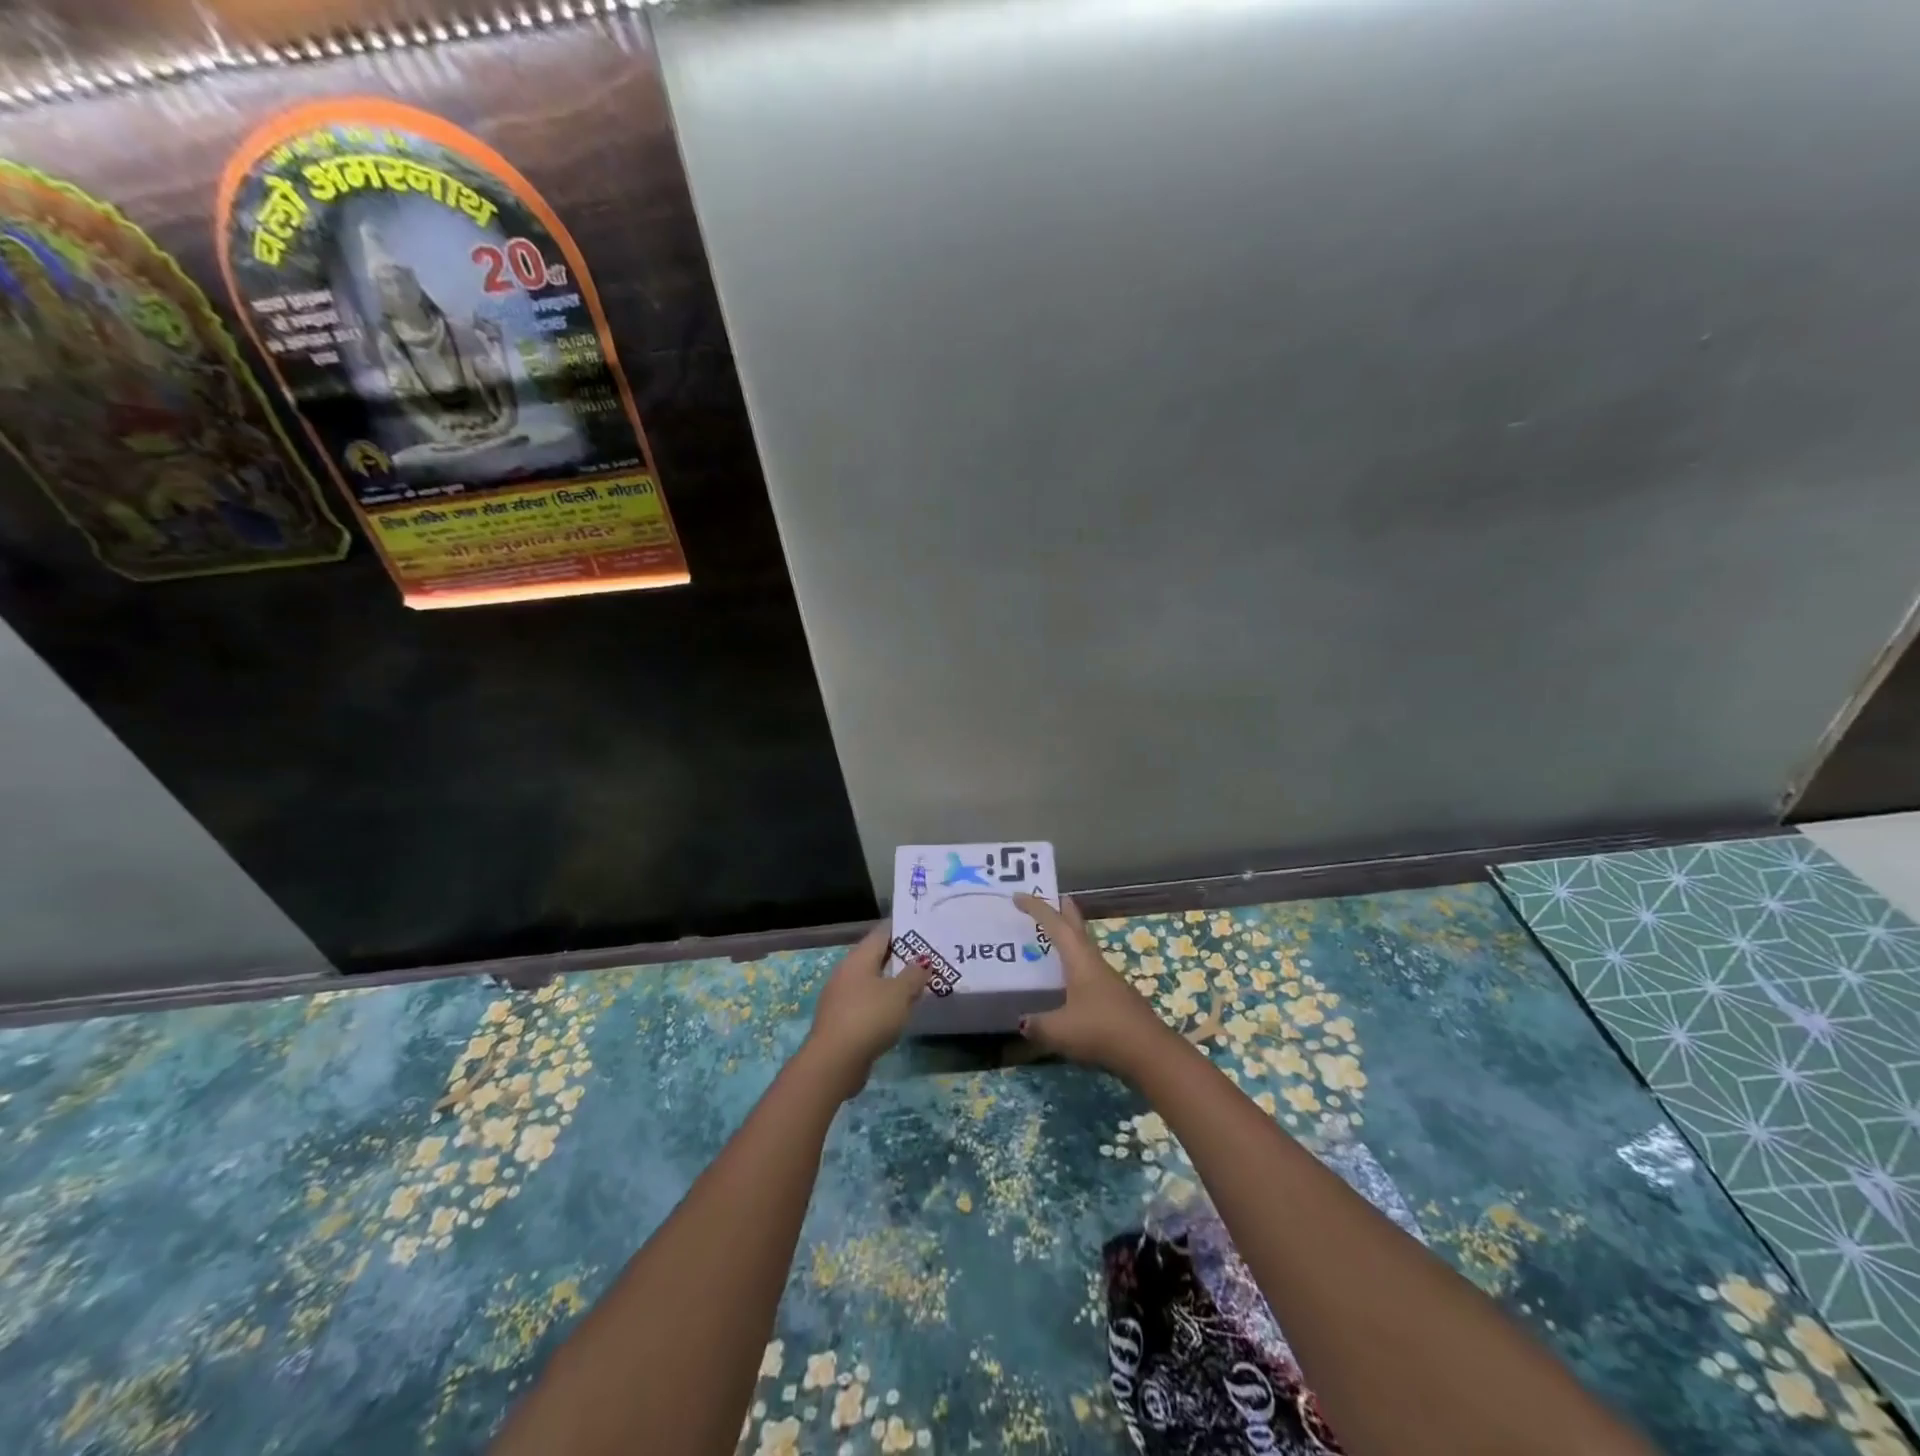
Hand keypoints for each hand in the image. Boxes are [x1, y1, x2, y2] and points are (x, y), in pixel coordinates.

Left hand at [802, 923, 930, 1098]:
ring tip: (917, 984)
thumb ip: (914, 975)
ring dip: (892, 982)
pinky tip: (898, 1011)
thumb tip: (923, 960)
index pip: (882, 933)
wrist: (834, 1061)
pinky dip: (884, 1002)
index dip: (902, 928)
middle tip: (926, 957)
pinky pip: (867, 1003)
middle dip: (900, 956)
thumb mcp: (899, 994)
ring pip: (872, 981)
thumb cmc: (869, 1017)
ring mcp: (841, 997)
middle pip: (876, 957)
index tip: (923, 928)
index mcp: (859, 958)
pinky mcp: (842, 1020)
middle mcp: (846, 972)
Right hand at [1013, 894, 1178, 1077]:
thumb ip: (1037, 1024)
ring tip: (1055, 937)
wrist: (1148, 1051)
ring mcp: (1107, 978)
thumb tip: (1023, 1022)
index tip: (1018, 896)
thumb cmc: (1101, 1030)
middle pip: (1077, 927)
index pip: (1055, 925)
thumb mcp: (1059, 1030)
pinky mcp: (1114, 996)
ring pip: (1085, 947)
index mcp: (1079, 959)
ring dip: (1071, 936)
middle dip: (1064, 910)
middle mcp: (1094, 962)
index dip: (1036, 908)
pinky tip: (1070, 978)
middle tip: (1052, 898)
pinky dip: (1076, 961)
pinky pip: (1089, 968)